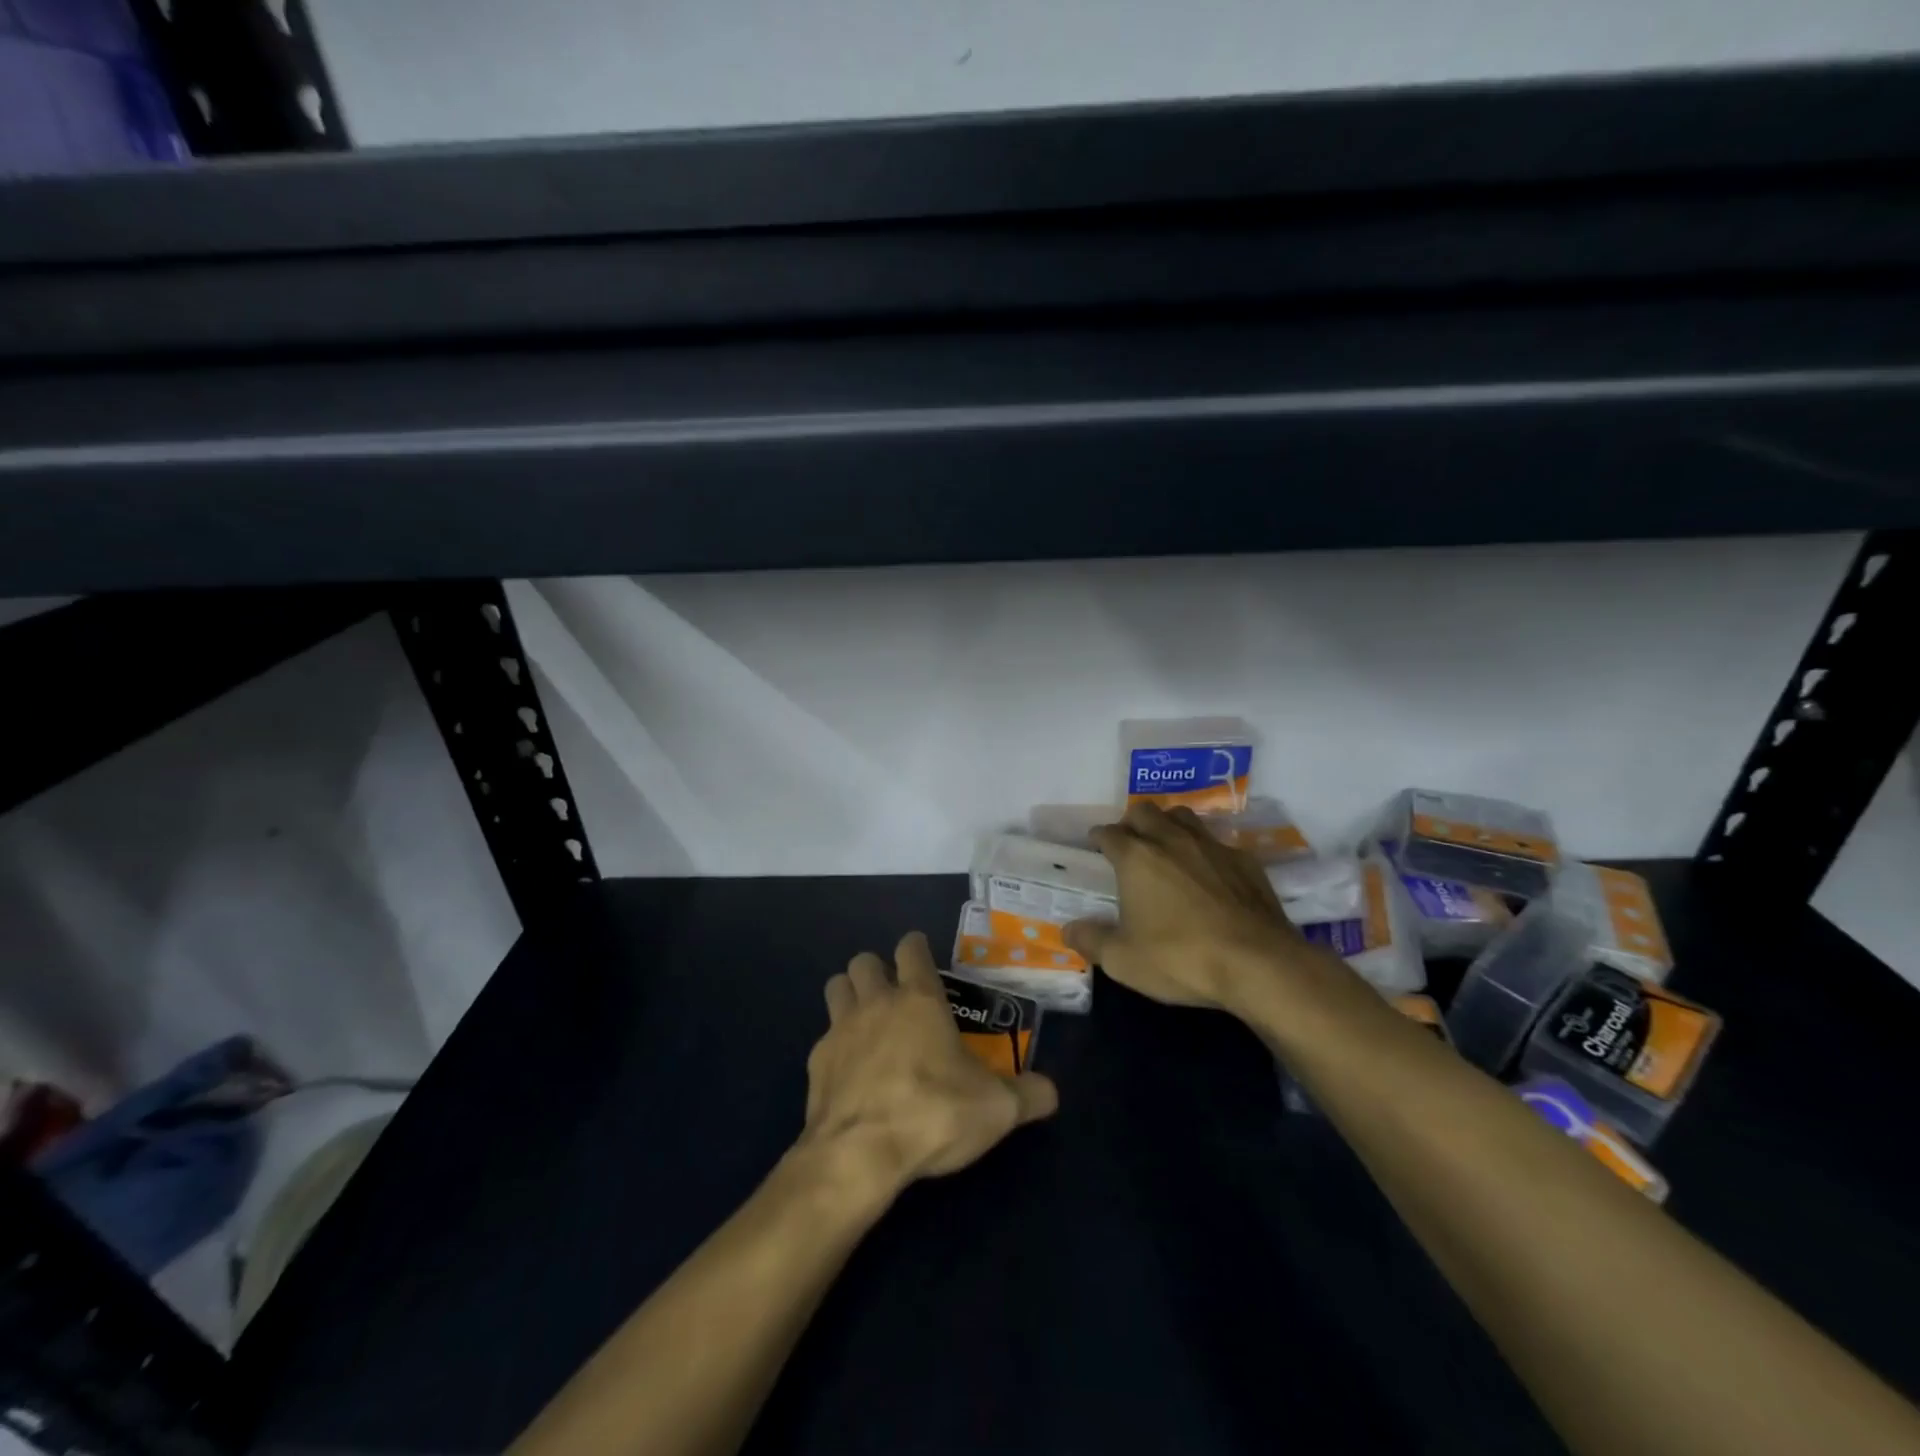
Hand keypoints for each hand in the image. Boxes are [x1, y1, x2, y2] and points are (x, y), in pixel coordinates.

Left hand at [799, 932, 1058, 1199]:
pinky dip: (836, 1046)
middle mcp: (877, 1002)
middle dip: (877, 970)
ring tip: (867, 1022)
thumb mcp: (996, 1109)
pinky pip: (824, 1038)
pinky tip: (851, 1073)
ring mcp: (840, 1029)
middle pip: (864, 961)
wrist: (860, 1154)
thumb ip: (1028, 1095)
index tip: (924, 960)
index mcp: (919, 999)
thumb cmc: (933, 1114)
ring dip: (849, 995)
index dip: (917, 948)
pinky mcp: (816, 1063)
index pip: (911, 948)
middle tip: (895, 997)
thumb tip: (1052, 1092)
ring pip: (836, 987)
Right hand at [1064, 802, 1309, 1015]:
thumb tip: (1068, 930)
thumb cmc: (1180, 958)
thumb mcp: (1124, 960)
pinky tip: (1209, 873)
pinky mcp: (1244, 860)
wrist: (1258, 964)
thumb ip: (1092, 941)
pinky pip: (1217, 842)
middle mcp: (1171, 840)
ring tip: (1166, 846)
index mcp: (1136, 857)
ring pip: (1183, 816)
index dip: (1099, 838)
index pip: (1109, 833)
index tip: (1096, 845)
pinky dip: (1205, 850)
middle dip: (1131, 822)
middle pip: (1144, 811)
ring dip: (1168, 825)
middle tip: (1129, 843)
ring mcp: (1211, 846)